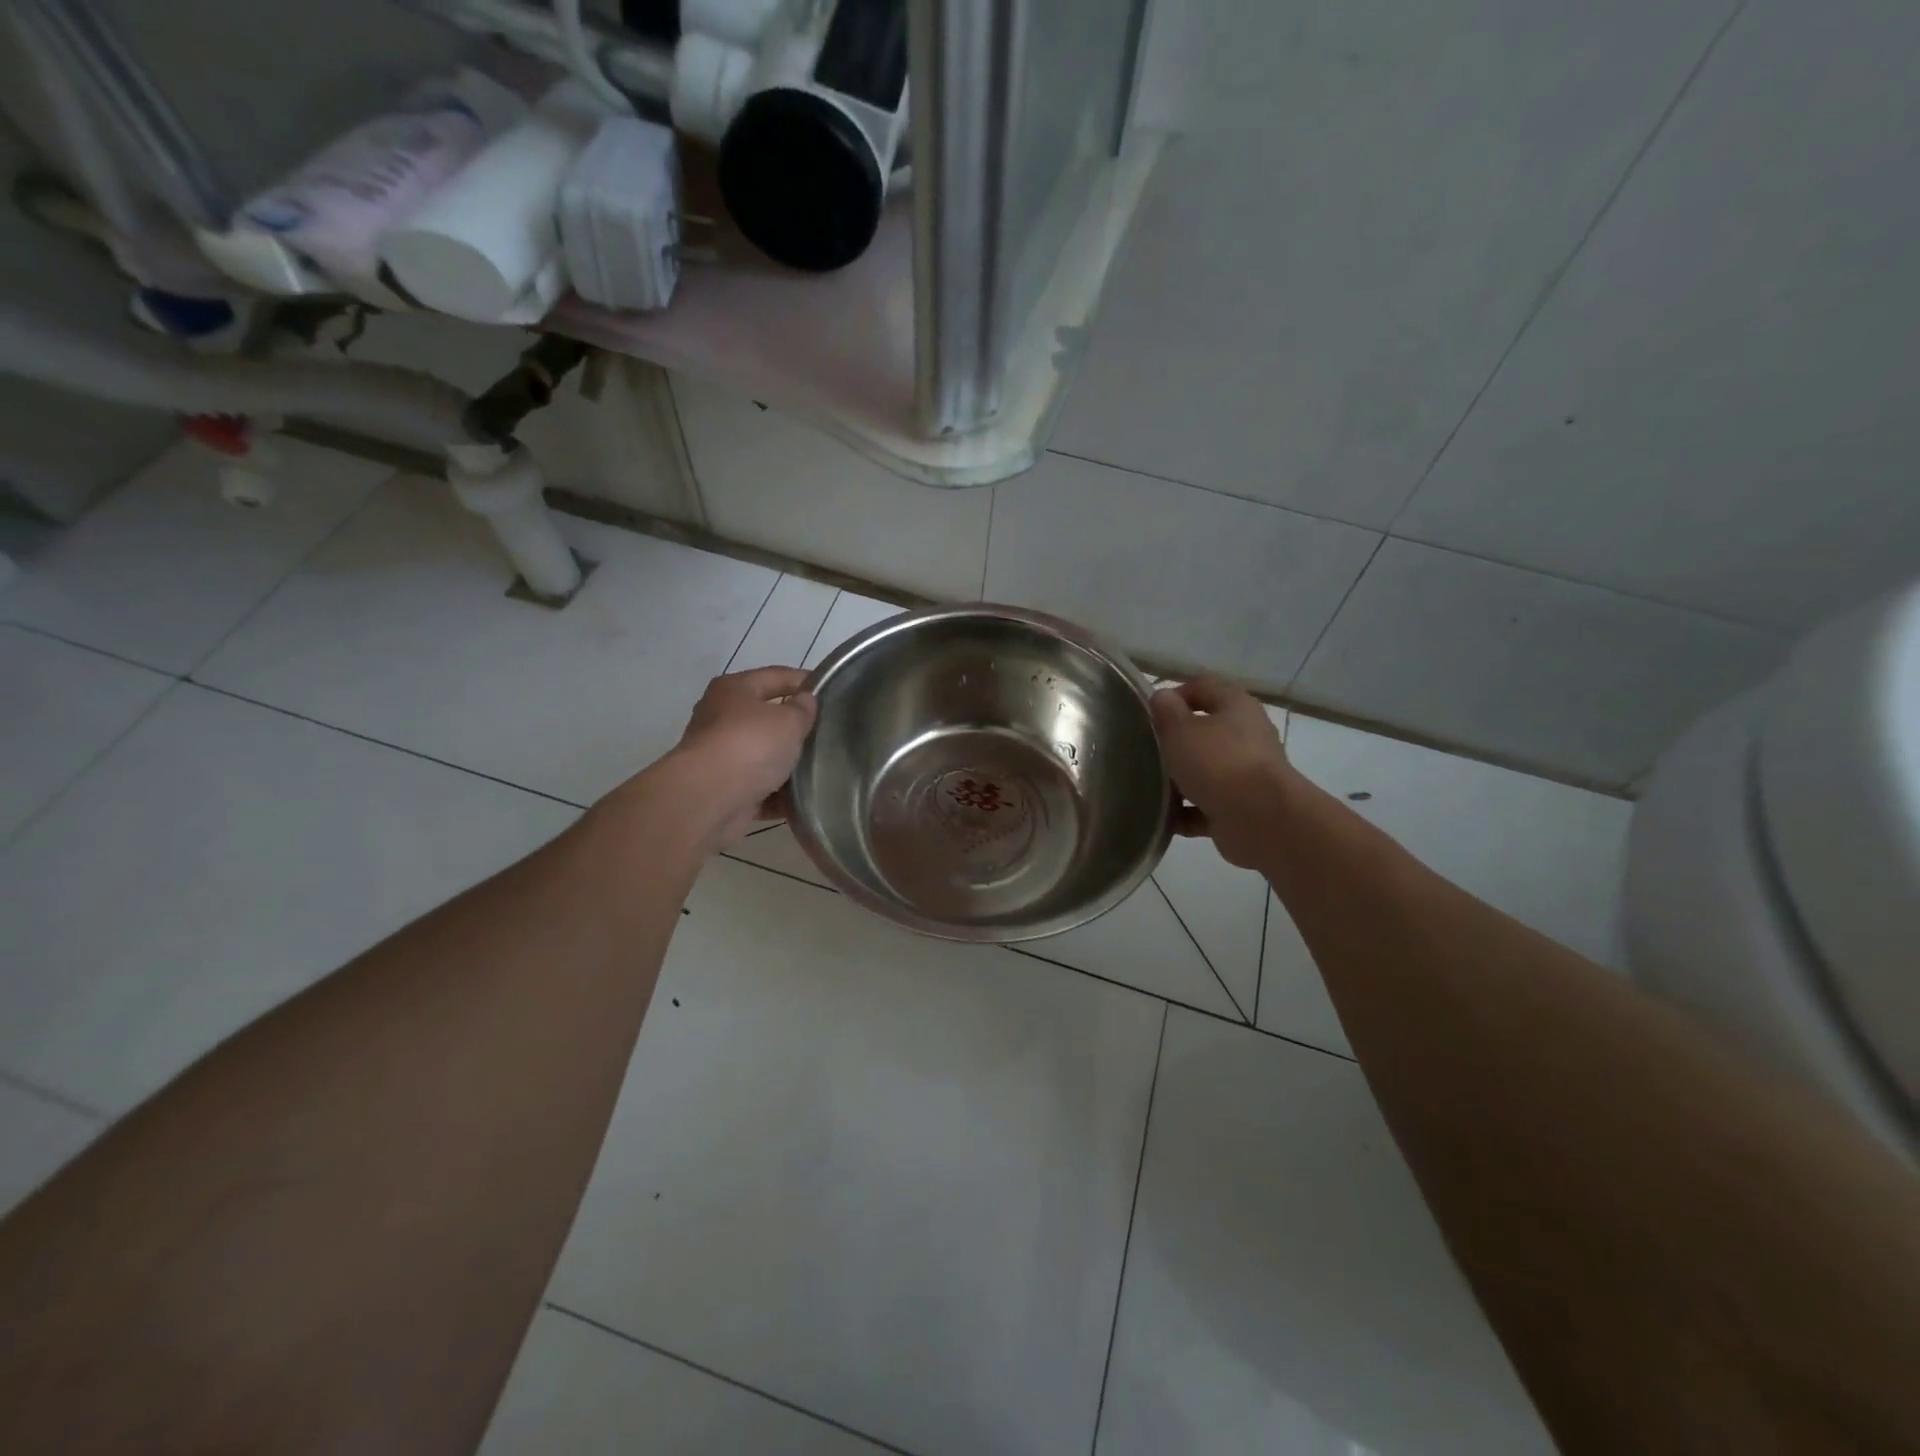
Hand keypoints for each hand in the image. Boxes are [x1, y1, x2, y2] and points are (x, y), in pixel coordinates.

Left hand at [669, 666, 817, 847]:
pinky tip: (803, 799)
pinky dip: (779, 794)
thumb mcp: (788, 720)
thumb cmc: (750, 745)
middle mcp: (721, 718)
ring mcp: (721, 756)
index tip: (833, 693)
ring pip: (764, 755)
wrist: (710, 799)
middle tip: (829, 733)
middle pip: (767, 717)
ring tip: (822, 768)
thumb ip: (803, 709)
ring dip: (789, 763)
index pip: (777, 676)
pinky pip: (760, 788)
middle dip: (797, 727)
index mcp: (734, 689)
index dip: (806, 681)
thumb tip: (805, 702)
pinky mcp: (725, 789)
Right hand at [1150, 675, 1295, 869]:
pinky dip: (1188, 812)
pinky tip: (1166, 819)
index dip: (1175, 694)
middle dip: (1176, 741)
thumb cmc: (1217, 763)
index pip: (1203, 686)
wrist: (1259, 819)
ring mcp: (1248, 773)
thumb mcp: (1181, 731)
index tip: (1149, 714)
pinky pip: (1208, 805)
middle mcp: (1247, 735)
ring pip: (1207, 770)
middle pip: (1206, 730)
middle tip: (1147, 751)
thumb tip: (1162, 697)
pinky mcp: (1243, 806)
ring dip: (1181, 779)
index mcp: (1236, 706)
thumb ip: (1167, 712)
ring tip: (1151, 787)